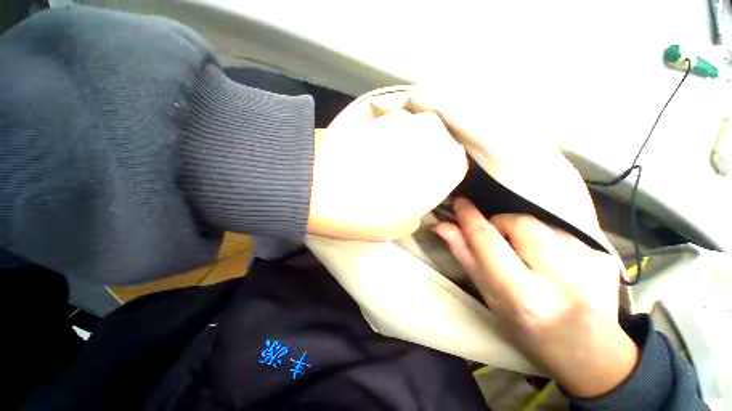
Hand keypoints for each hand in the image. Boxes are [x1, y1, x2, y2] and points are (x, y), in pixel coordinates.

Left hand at [308, 110, 467, 240]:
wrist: (322, 186)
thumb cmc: (371, 213)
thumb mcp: (404, 225)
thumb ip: (418, 210)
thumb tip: (414, 200)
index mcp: (449, 160)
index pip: (452, 166)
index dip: (434, 178)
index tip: (419, 187)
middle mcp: (432, 130)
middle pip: (433, 145)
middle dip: (420, 159)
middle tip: (399, 176)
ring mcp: (402, 116)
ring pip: (411, 133)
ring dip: (400, 147)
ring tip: (377, 164)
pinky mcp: (374, 110)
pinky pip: (388, 126)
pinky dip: (381, 138)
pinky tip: (364, 152)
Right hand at [434, 199, 637, 397]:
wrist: (590, 352)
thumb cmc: (528, 329)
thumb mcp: (490, 297)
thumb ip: (466, 256)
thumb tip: (443, 226)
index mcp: (524, 295)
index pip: (488, 240)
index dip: (470, 218)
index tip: (460, 203)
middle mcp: (561, 278)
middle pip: (519, 223)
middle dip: (501, 225)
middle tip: (499, 242)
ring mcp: (591, 265)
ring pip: (542, 224)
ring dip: (525, 233)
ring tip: (529, 257)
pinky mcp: (606, 257)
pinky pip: (563, 231)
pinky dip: (549, 240)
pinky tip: (555, 263)